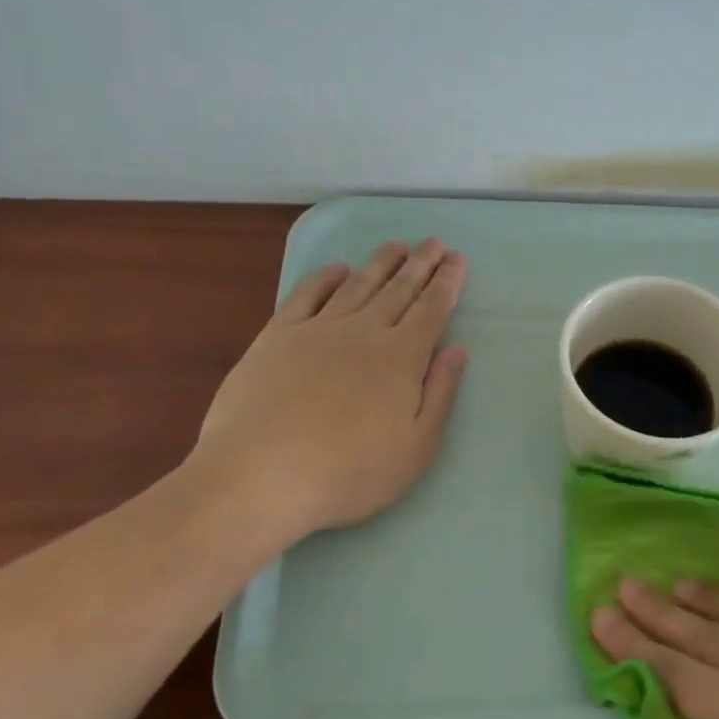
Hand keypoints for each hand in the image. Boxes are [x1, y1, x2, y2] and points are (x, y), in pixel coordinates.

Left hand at [181, 238, 468, 544]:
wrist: (260, 477)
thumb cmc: (349, 472)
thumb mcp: (417, 448)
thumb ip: (440, 394)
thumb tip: (458, 350)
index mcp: (401, 358)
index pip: (432, 311)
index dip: (447, 284)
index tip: (457, 260)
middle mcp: (364, 333)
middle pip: (399, 290)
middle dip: (420, 264)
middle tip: (434, 242)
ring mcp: (318, 330)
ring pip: (357, 286)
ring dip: (380, 263)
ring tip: (396, 245)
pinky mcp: (277, 337)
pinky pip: (306, 295)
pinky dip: (324, 277)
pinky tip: (336, 268)